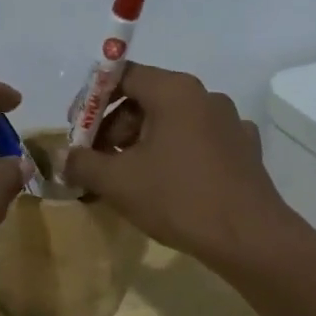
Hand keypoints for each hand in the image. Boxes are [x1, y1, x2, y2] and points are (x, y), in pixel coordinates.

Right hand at [61, 64, 311, 279]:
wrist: (251, 240)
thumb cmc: (178, 198)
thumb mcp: (116, 182)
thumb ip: (82, 163)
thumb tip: (64, 158)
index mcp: (174, 91)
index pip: (123, 75)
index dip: (93, 100)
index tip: (78, 130)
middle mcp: (204, 96)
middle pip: (146, 98)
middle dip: (115, 126)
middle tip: (97, 159)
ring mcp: (229, 122)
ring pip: (172, 120)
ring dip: (142, 141)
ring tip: (127, 177)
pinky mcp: (244, 149)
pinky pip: (197, 140)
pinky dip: (174, 153)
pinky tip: (166, 183)